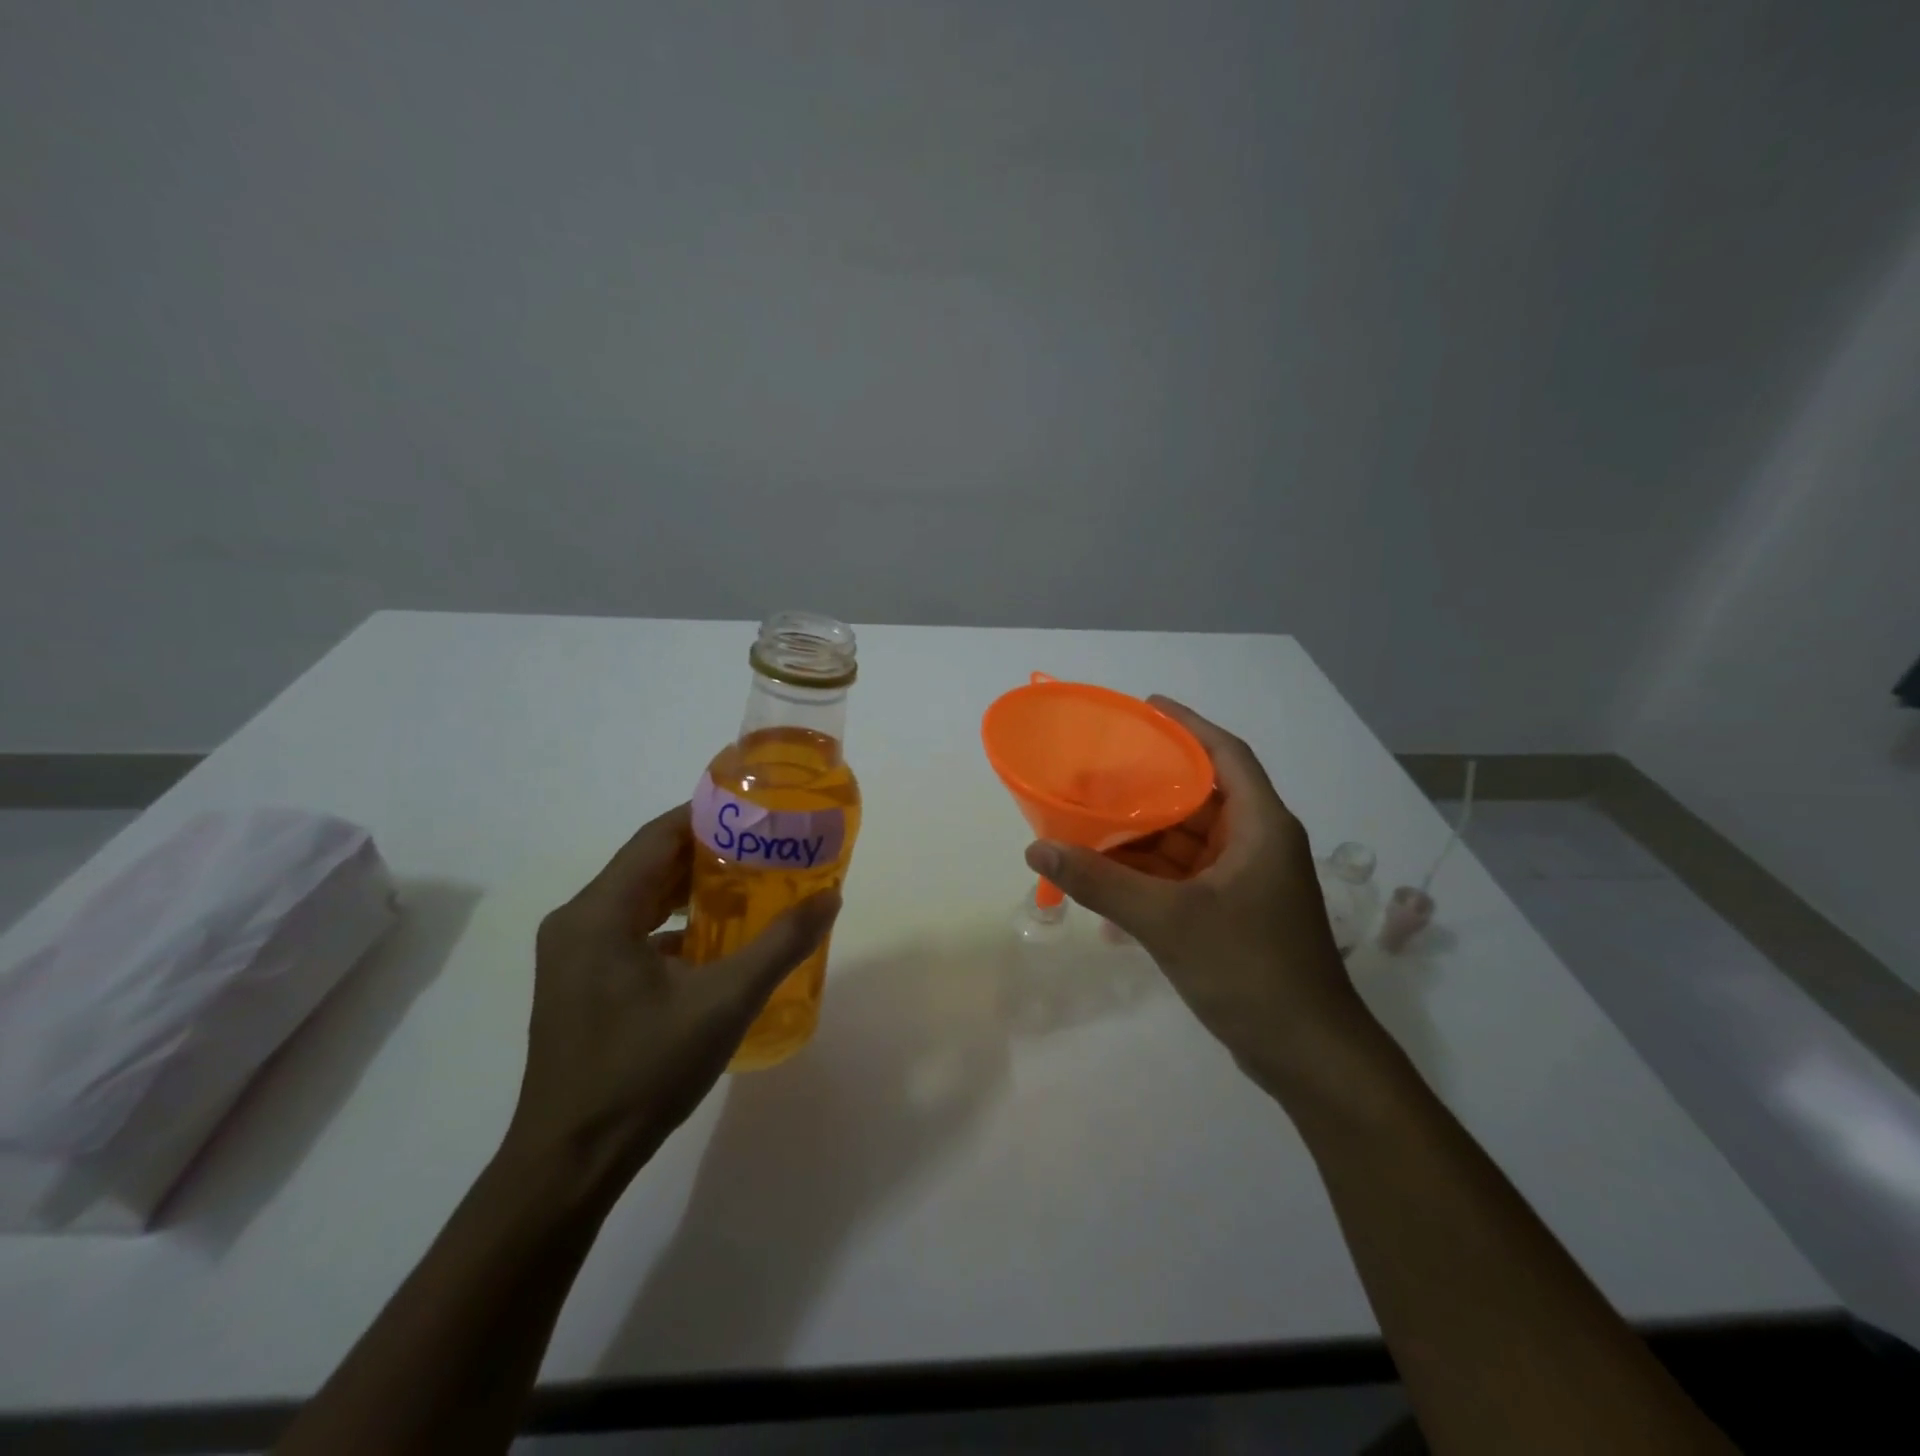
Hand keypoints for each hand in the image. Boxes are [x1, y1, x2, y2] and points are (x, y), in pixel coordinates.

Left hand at [505, 804, 839, 1194]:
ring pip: (641, 899)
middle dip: (709, 852)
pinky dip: (674, 925)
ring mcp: (574, 955)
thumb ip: (781, 945)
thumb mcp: (725, 1002)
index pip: (658, 836)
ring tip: (752, 885)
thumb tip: (830, 898)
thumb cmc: (644, 1071)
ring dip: (692, 890)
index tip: (759, 812)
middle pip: (650, 864)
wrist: (570, 1161)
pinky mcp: (580, 983)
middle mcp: (578, 921)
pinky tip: (717, 941)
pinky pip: (632, 931)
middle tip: (767, 847)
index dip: (709, 815)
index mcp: (599, 912)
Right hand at [1024, 698, 1369, 1092]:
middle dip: (1151, 785)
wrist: (1307, 1055)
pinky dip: (1152, 874)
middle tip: (1098, 773)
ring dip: (1145, 834)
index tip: (1146, 707)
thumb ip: (1101, 883)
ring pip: (1190, 840)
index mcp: (1261, 827)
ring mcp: (1248, 882)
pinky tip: (1109, 880)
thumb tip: (1038, 851)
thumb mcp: (1168, 920)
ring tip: (1091, 822)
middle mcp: (1258, 844)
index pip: (1226, 754)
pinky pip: (1187, 876)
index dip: (1188, 725)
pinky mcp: (1236, 913)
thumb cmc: (1250, 970)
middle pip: (1201, 797)